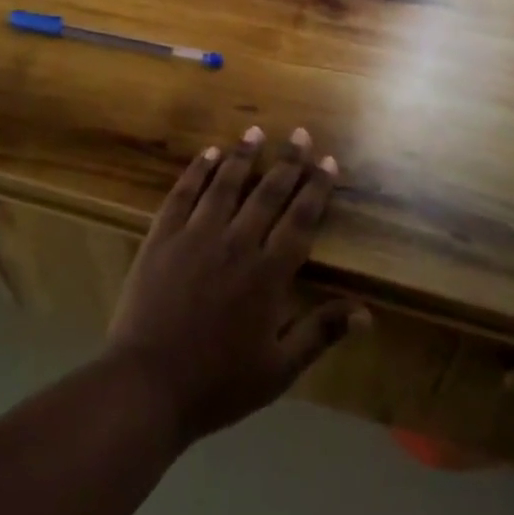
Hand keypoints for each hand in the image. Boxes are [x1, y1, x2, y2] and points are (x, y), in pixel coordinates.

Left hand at [105, 126, 368, 446]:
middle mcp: (235, 244)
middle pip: (267, 193)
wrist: (147, 384)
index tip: (327, 162)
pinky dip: (198, 170)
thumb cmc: (218, 383)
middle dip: (287, 162)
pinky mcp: (163, 235)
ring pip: (225, 184)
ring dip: (243, 156)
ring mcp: (196, 235)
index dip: (316, 189)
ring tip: (256, 131)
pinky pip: (184, 193)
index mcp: (267, 275)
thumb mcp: (278, 370)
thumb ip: (320, 333)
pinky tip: (208, 153)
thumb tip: (366, 313)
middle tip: (300, 134)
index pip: (300, 221)